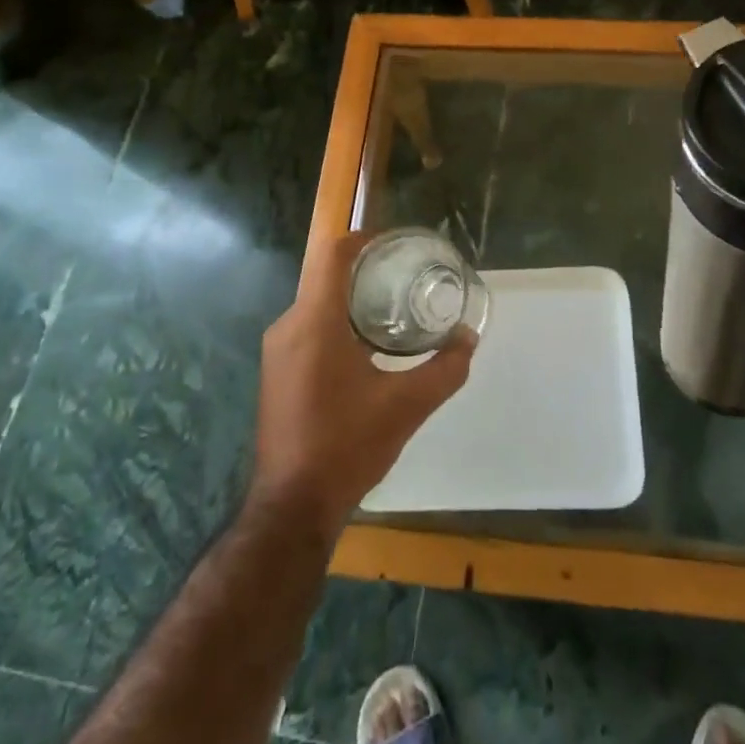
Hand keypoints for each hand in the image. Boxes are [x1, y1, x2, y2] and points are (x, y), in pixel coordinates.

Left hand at [252, 231, 475, 537]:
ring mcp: (277, 350)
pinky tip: (367, 347)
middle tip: (406, 277)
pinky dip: (337, 323)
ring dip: (352, 300)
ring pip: (317, 304)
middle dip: (366, 271)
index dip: (364, 238)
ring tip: (393, 309)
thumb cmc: (347, 445)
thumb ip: (445, 368)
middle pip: (326, 277)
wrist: (292, 506)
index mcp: (315, 322)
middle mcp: (289, 326)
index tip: (396, 243)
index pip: (333, 255)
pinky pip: (308, 328)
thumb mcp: (407, 406)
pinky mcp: (276, 372)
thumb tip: (468, 337)